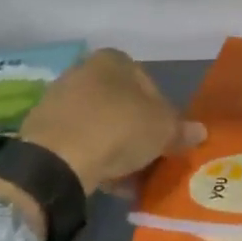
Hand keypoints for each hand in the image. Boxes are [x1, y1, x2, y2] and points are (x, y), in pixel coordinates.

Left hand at [18, 49, 204, 194]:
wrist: (56, 159)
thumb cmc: (118, 129)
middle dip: (136, 131)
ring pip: (99, 124)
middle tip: (148, 158)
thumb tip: (200, 131)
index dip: (162, 113)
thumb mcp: (163, 130)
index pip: (148, 83)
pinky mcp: (41, 128)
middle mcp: (84, 70)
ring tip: (128, 177)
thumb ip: (182, 129)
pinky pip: (77, 141)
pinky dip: (92, 157)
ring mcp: (59, 98)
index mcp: (114, 59)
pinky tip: (104, 181)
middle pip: (121, 104)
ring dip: (115, 148)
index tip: (166, 138)